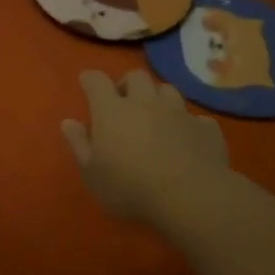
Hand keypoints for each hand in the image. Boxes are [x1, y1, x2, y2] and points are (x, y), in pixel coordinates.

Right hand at [62, 70, 231, 227]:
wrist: (192, 198)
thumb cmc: (131, 187)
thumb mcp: (92, 174)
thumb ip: (79, 144)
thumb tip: (68, 122)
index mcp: (112, 109)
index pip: (96, 80)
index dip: (90, 80)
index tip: (87, 86)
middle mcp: (145, 102)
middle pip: (136, 76)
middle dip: (128, 85)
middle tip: (124, 105)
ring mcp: (179, 112)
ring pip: (167, 90)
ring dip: (159, 99)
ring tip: (156, 118)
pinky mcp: (206, 128)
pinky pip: (196, 118)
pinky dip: (189, 125)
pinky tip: (187, 139)